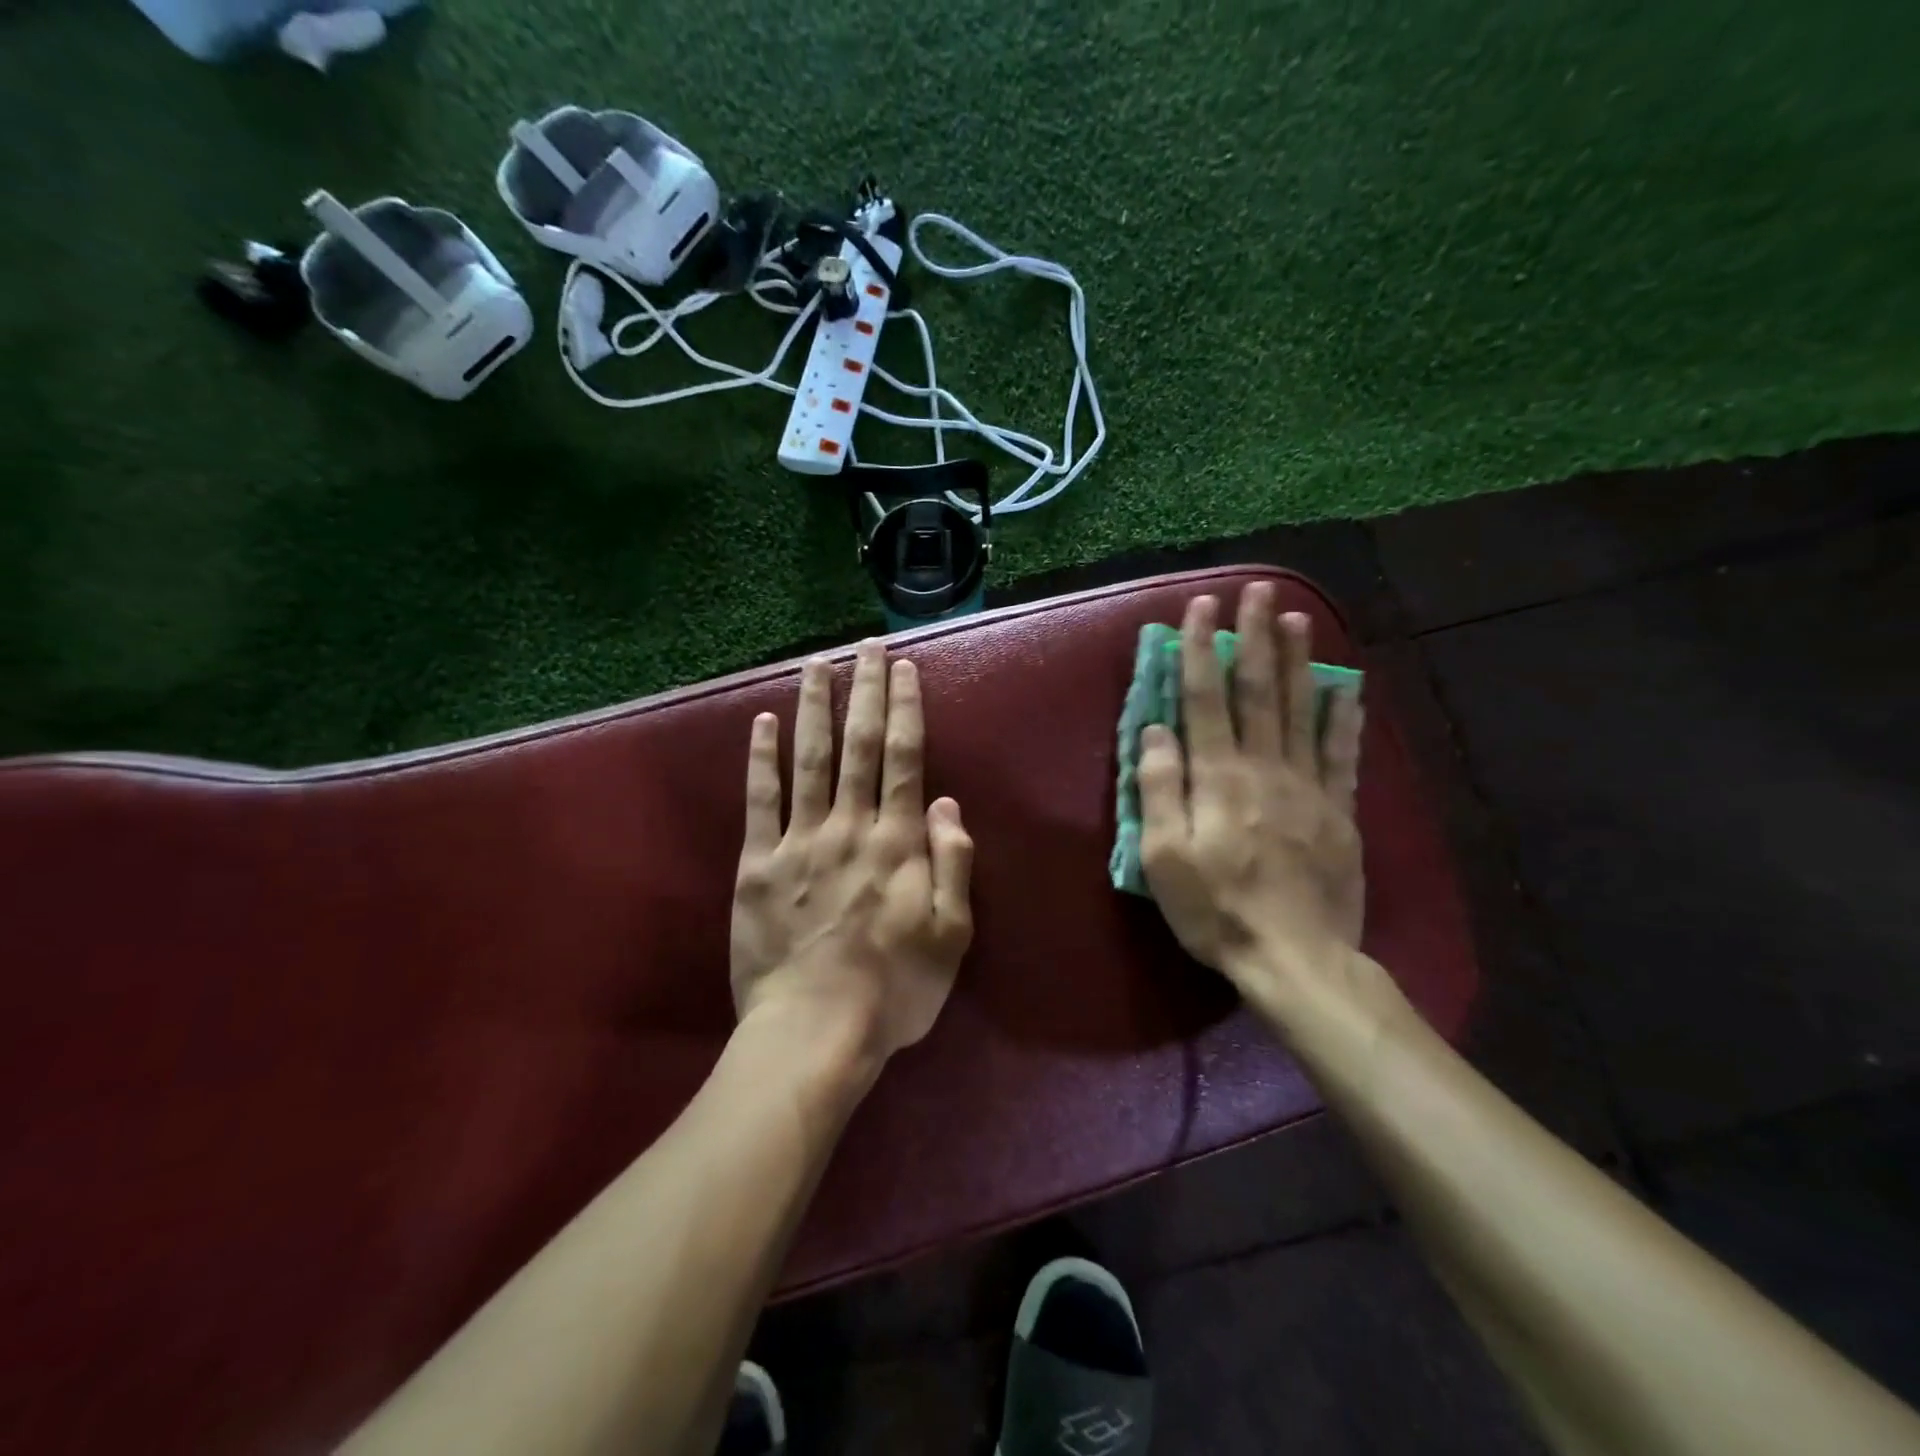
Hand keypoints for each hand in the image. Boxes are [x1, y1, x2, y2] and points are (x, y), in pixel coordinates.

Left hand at [730, 641, 974, 1069]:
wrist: (813, 1032)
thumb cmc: (893, 990)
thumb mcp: (951, 935)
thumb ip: (952, 864)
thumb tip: (946, 804)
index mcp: (897, 843)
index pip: (905, 759)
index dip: (905, 709)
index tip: (903, 668)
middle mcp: (849, 826)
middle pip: (860, 745)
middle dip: (864, 690)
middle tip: (867, 645)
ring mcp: (799, 841)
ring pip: (809, 759)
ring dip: (814, 708)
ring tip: (817, 664)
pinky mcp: (757, 864)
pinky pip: (759, 801)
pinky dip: (760, 759)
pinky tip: (761, 722)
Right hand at [1138, 586, 1364, 1003]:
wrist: (1297, 958)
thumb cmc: (1217, 910)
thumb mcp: (1164, 859)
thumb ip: (1159, 791)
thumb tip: (1154, 731)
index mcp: (1219, 778)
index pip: (1205, 699)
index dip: (1200, 650)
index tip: (1201, 609)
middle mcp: (1265, 768)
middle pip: (1259, 690)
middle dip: (1254, 637)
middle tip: (1256, 590)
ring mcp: (1308, 786)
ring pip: (1302, 709)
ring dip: (1298, 659)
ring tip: (1296, 617)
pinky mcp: (1339, 810)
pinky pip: (1342, 752)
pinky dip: (1343, 715)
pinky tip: (1345, 685)